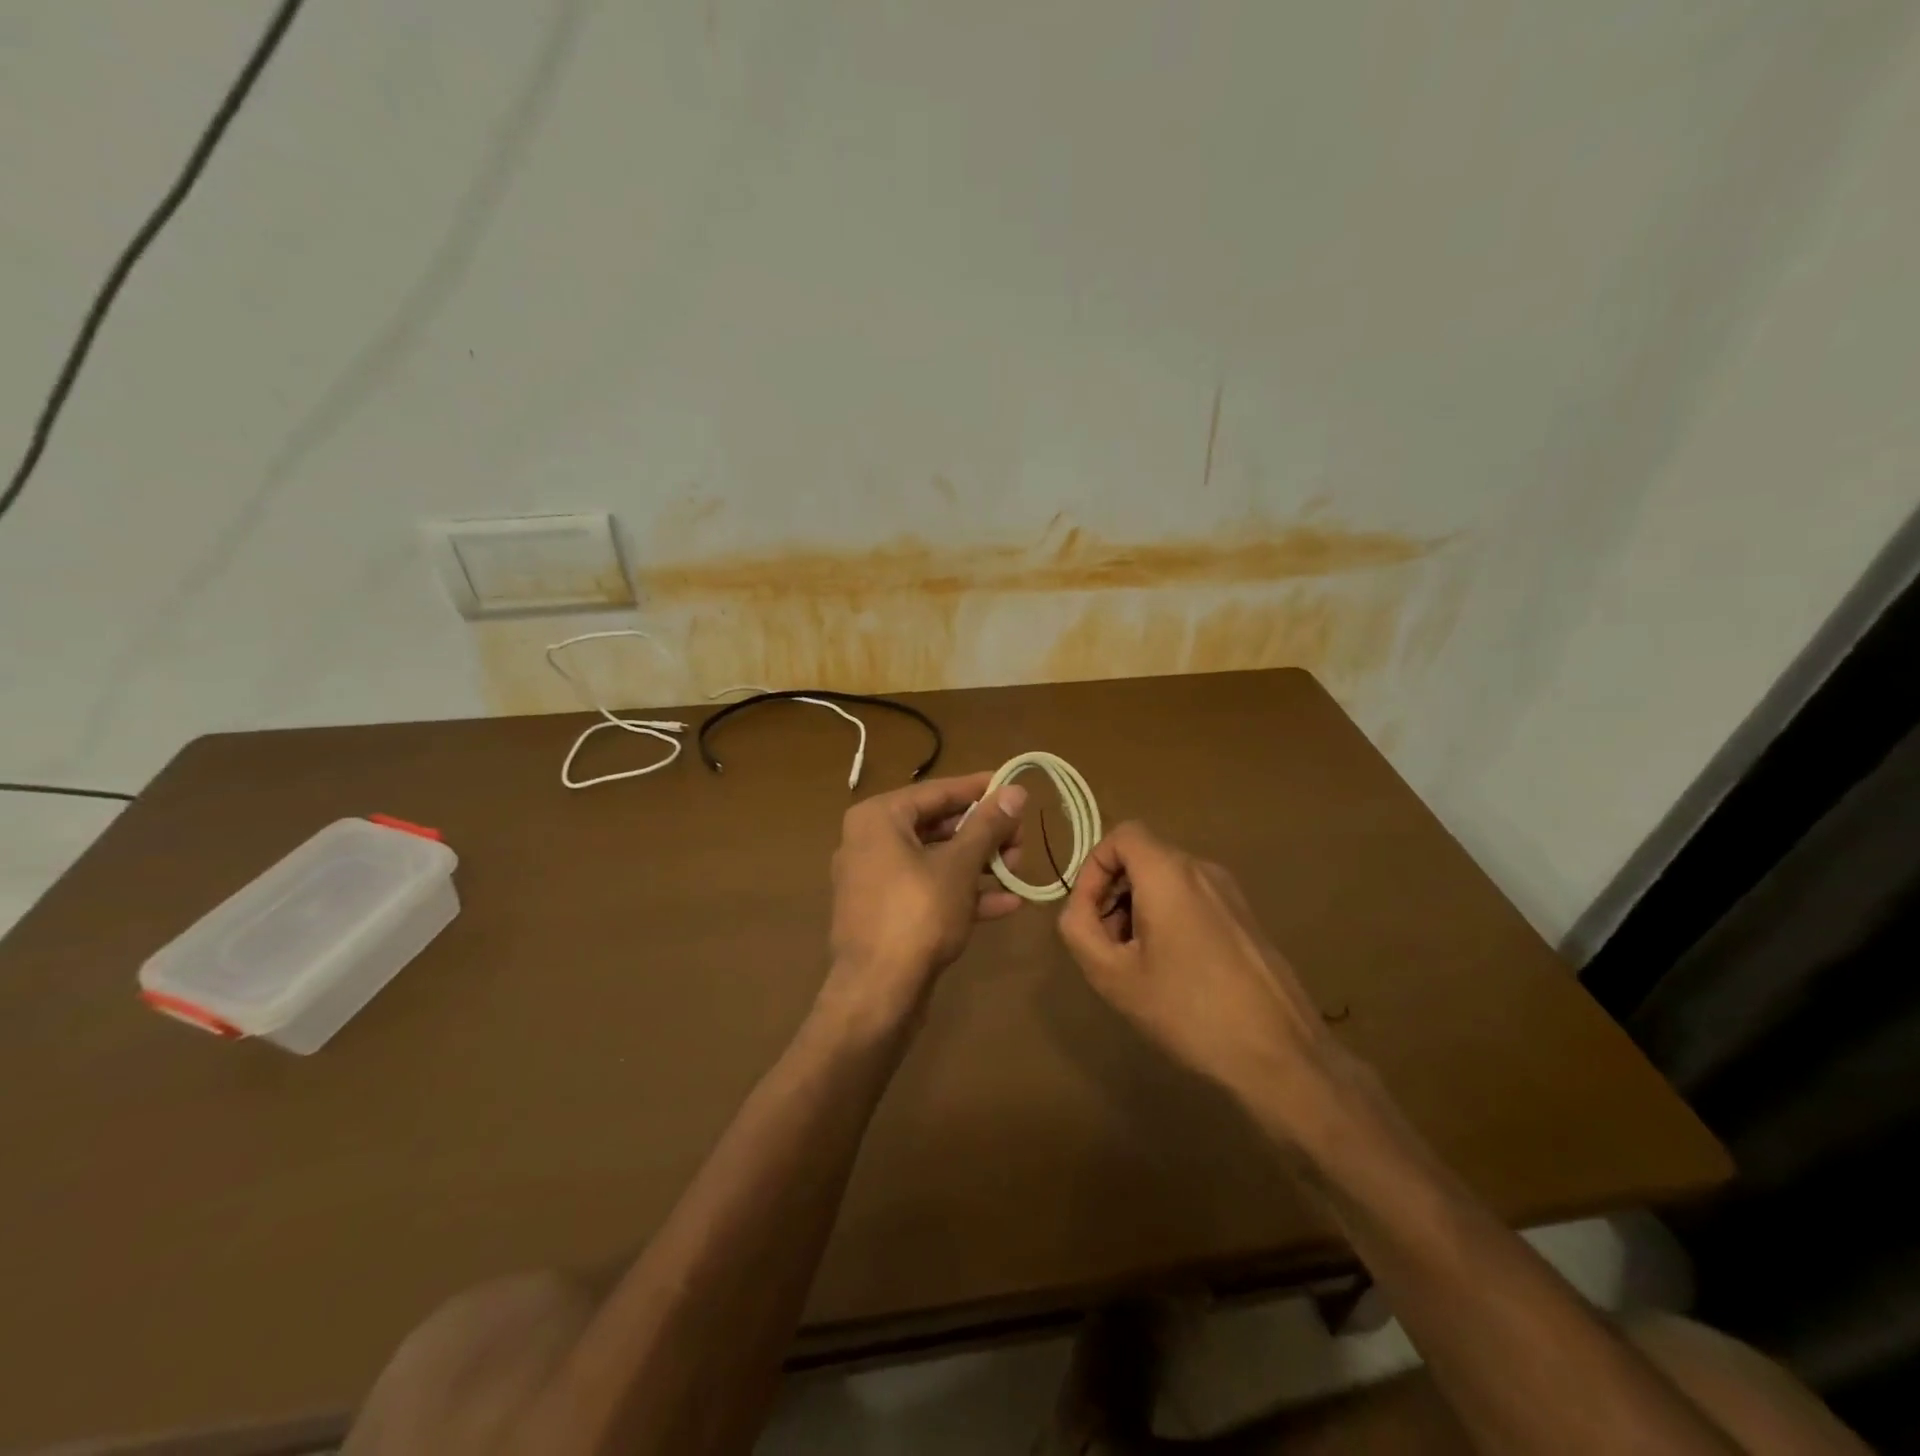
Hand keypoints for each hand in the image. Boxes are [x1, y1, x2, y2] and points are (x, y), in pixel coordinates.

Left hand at [823, 772, 1028, 1023]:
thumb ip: (987, 826)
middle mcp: (870, 842)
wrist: (877, 993)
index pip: (937, 792)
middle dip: (984, 834)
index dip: (979, 789)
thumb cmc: (917, 914)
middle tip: (1021, 838)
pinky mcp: (886, 913)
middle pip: (937, 826)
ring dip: (979, 864)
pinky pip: (928, 890)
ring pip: (935, 860)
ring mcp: (876, 880)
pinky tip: (1007, 902)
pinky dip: (962, 892)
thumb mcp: (959, 865)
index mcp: (878, 818)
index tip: (1014, 787)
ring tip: (1018, 868)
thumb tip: (1016, 790)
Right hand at [1057, 822, 1346, 1131]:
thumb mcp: (1114, 975)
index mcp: (1170, 873)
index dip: (1094, 866)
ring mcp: (1231, 893)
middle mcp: (1203, 870)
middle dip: (1113, 893)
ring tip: (1136, 963)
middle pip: (1143, 858)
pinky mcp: (1246, 919)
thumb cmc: (1188, 1010)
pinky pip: (1193, 899)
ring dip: (1138, 909)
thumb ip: (1079, 929)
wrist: (1279, 1054)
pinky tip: (1172, 972)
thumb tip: (1080, 908)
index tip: (1088, 913)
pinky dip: (1168, 919)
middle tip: (1106, 945)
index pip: (1122, 835)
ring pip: (1167, 881)